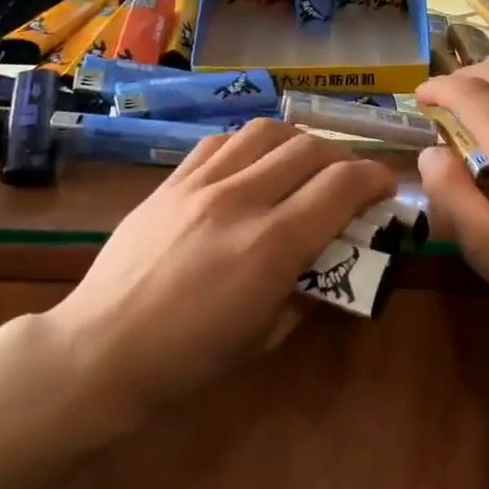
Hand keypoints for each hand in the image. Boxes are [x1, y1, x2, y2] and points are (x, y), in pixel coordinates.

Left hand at [44, 118, 393, 416]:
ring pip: (265, 131)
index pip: (342, 185)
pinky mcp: (170, 181)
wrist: (103, 348)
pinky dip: (250, 143)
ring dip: (298, 141)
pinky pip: (220, 141)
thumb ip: (311, 286)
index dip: (375, 179)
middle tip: (349, 180)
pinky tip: (252, 163)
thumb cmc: (190, 357)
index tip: (384, 189)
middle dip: (343, 158)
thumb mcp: (268, 334)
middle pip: (310, 149)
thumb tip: (335, 256)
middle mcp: (241, 200)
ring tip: (303, 163)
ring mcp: (200, 184)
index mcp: (272, 245)